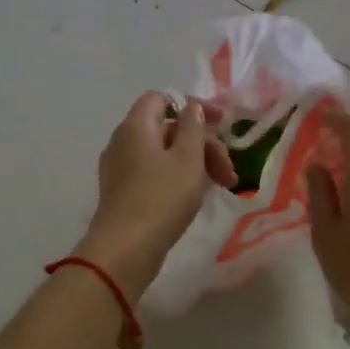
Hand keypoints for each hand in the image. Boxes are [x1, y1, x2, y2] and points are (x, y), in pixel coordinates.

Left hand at [76, 92, 236, 299]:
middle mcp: (123, 141)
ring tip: (220, 187)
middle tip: (228, 173)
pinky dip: (178, 178)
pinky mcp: (123, 193)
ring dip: (194, 163)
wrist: (124, 250)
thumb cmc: (161, 199)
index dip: (193, 107)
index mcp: (136, 126)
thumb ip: (193, 127)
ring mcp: (120, 169)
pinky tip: (196, 197)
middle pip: (167, 128)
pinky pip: (154, 173)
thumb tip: (190, 107)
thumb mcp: (187, 159)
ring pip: (163, 154)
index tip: (222, 125)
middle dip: (203, 144)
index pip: (162, 98)